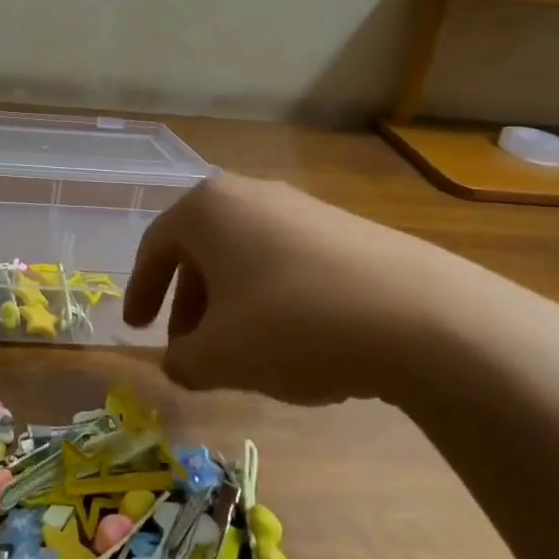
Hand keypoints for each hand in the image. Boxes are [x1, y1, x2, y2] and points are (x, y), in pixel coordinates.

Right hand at [123, 173, 558, 407]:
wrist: (421, 318)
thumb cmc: (293, 325)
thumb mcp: (219, 357)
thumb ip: (182, 361)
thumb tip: (178, 362)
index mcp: (207, 209)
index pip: (155, 247)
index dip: (139, 291)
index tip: (136, 329)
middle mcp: (251, 195)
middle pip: (201, 251)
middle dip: (188, 304)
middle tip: (188, 348)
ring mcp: (303, 208)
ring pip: (245, 258)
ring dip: (230, 305)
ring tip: (240, 353)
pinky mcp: (347, 231)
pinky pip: (287, 264)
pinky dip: (272, 301)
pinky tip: (293, 344)